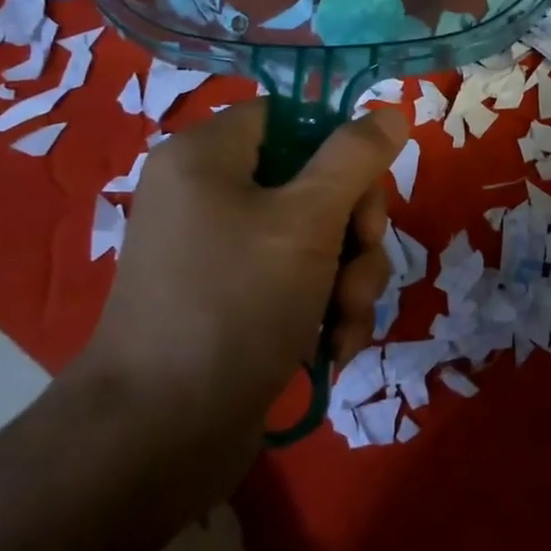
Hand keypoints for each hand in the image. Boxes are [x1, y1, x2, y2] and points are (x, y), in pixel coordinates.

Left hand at [68, 99, 407, 480]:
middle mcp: (212, 196)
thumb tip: (390, 112)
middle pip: (315, 180)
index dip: (337, 143)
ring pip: (319, 238)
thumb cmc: (234, 305)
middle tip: (360, 262)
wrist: (159, 438)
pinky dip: (327, 310)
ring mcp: (225, 253)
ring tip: (346, 320)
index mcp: (209, 157)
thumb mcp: (307, 220)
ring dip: (351, 277)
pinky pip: (302, 282)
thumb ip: (354, 158)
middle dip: (355, 228)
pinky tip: (334, 346)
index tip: (365, 184)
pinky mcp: (239, 302)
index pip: (290, 116)